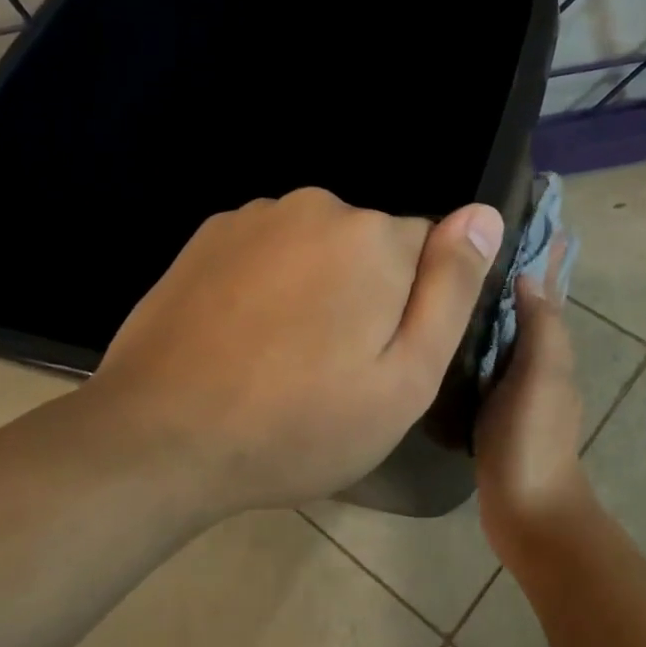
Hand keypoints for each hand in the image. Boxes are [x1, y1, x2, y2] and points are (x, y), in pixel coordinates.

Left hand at [75, 188, 502, 514]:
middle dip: (368, 294)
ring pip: (319, 247)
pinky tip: (245, 338)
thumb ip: (452, 290)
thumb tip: (485, 214)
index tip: (383, 358)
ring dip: (317, 288)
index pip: (431, 250)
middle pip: (373, 246)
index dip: (416, 308)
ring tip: (285, 358)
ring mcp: (254, 217)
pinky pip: (270, 251)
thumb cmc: (301, 424)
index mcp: (373, 237)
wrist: (160, 440)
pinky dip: (271, 283)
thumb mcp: (405, 378)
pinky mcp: (208, 236)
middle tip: (335, 368)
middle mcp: (316, 206)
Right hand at [474, 248, 599, 567]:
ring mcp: (513, 386)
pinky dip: (471, 338)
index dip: (540, 255)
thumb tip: (529, 275)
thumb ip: (541, 327)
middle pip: (524, 306)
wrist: (529, 511)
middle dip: (510, 271)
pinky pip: (482, 361)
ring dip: (488, 303)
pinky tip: (444, 332)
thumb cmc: (534, 439)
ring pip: (502, 332)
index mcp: (551, 347)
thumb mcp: (542, 377)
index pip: (547, 289)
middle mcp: (536, 361)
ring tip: (452, 274)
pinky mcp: (490, 408)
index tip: (521, 217)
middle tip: (471, 238)